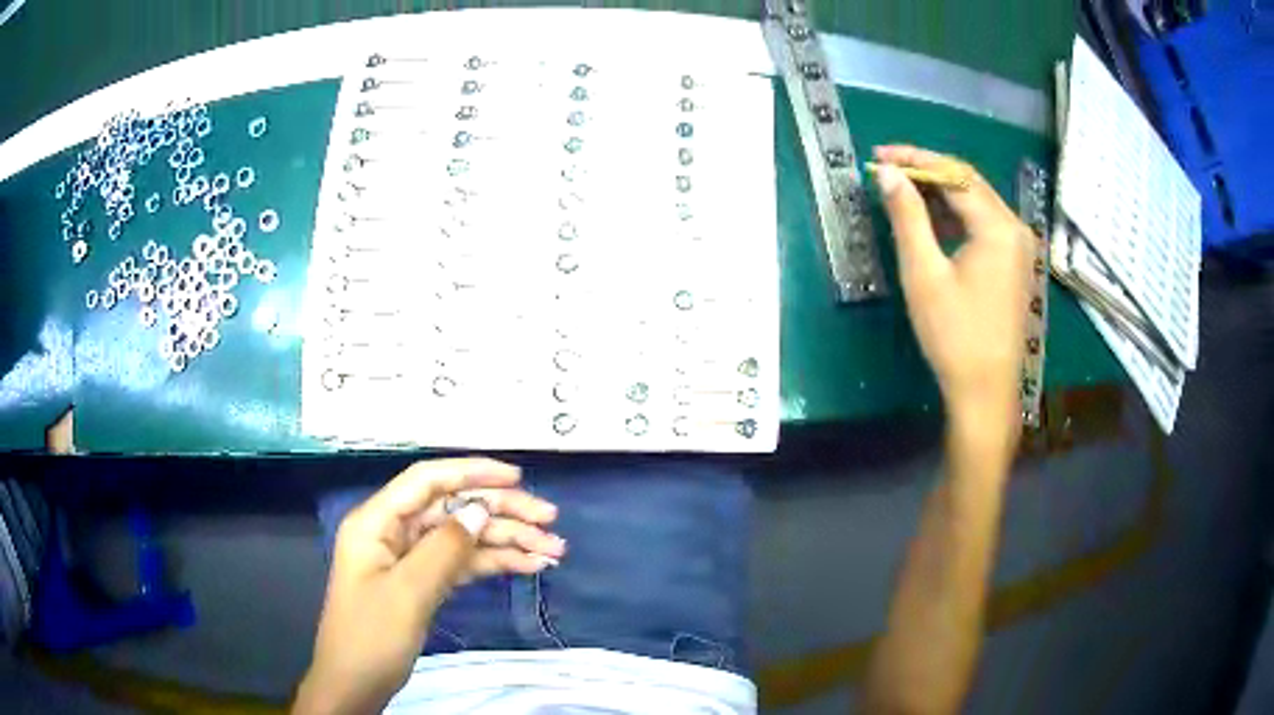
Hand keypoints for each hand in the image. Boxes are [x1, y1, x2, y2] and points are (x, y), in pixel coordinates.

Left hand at [294, 458, 563, 714]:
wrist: (355, 685)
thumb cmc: (371, 636)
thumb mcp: (408, 592)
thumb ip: (444, 548)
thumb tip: (480, 510)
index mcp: (376, 522)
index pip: (426, 481)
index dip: (471, 472)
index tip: (516, 478)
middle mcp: (393, 532)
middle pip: (452, 509)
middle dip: (501, 512)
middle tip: (550, 521)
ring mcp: (409, 559)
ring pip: (463, 538)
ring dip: (507, 542)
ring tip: (553, 551)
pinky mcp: (423, 583)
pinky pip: (462, 564)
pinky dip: (494, 564)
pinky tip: (528, 566)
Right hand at [873, 145, 1033, 442]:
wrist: (986, 392)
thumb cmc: (954, 335)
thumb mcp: (924, 273)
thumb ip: (907, 217)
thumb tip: (888, 173)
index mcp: (998, 227)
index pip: (955, 173)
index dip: (916, 158)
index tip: (879, 155)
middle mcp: (1015, 228)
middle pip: (969, 183)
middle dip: (927, 171)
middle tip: (887, 170)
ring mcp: (1019, 247)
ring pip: (977, 203)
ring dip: (941, 193)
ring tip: (902, 191)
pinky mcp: (1014, 264)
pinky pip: (984, 225)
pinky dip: (956, 216)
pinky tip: (931, 220)